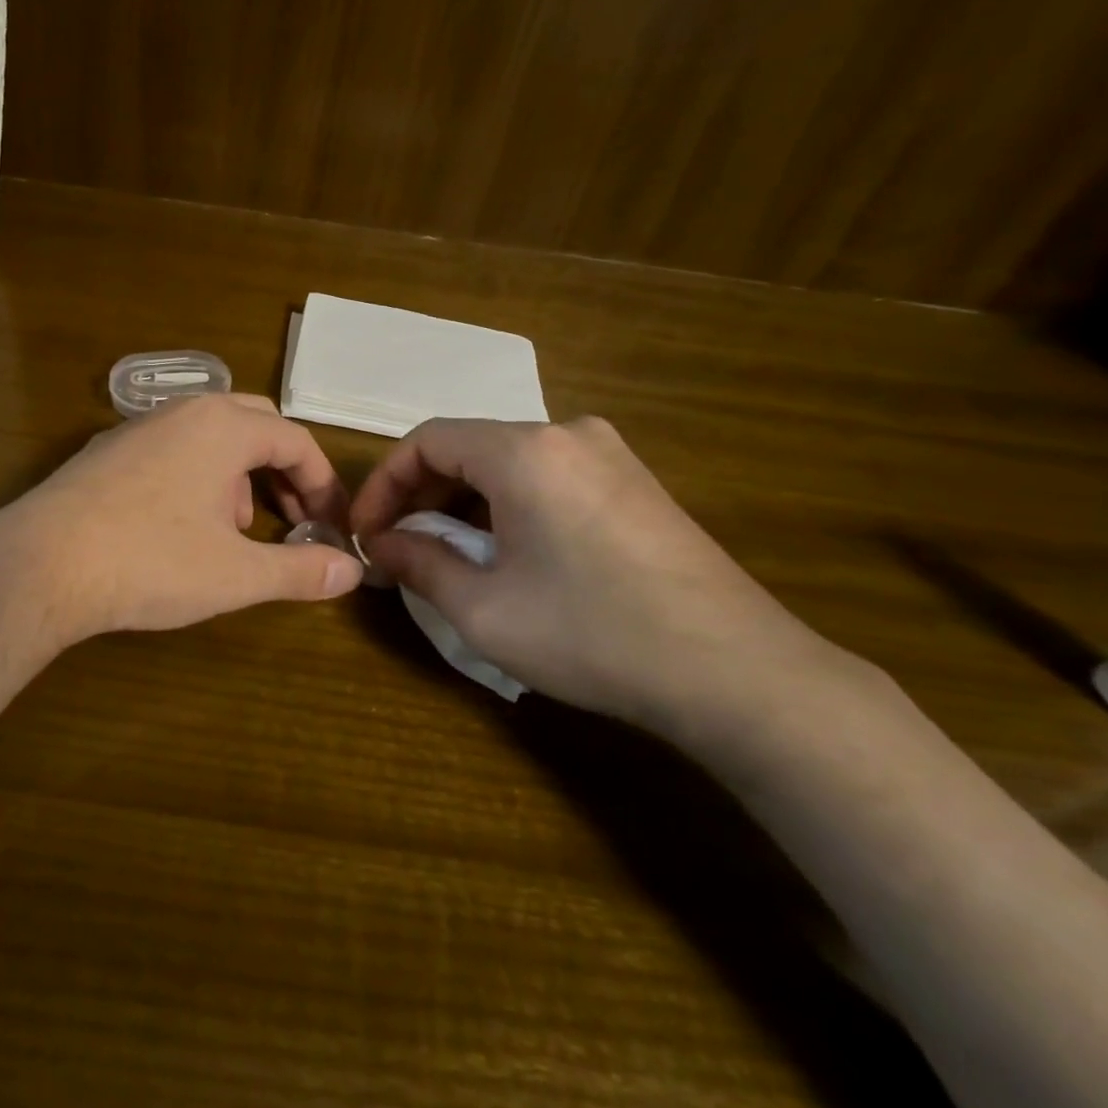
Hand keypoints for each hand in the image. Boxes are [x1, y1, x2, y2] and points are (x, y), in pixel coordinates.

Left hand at [0, 394, 361, 649]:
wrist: (40, 565)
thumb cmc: (151, 562)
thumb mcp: (237, 574)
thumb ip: (301, 570)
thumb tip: (353, 570)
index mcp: (223, 427)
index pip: (295, 440)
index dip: (323, 483)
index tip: (333, 524)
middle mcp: (182, 412)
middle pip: (255, 425)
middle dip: (283, 470)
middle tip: (295, 516)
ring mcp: (138, 428)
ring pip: (209, 436)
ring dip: (239, 474)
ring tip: (240, 528)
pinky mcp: (105, 452)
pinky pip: (171, 450)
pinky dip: (197, 477)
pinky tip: (182, 527)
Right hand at [351, 416, 859, 740]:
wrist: (740, 674)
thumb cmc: (595, 636)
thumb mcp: (485, 609)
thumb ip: (418, 564)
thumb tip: (380, 544)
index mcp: (525, 450)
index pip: (426, 440)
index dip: (383, 484)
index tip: (367, 533)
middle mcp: (567, 433)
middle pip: (467, 446)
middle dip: (421, 495)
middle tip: (399, 547)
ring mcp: (609, 454)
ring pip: (506, 461)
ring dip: (463, 501)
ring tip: (447, 554)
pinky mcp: (634, 482)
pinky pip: (547, 476)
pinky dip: (507, 504)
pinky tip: (507, 552)